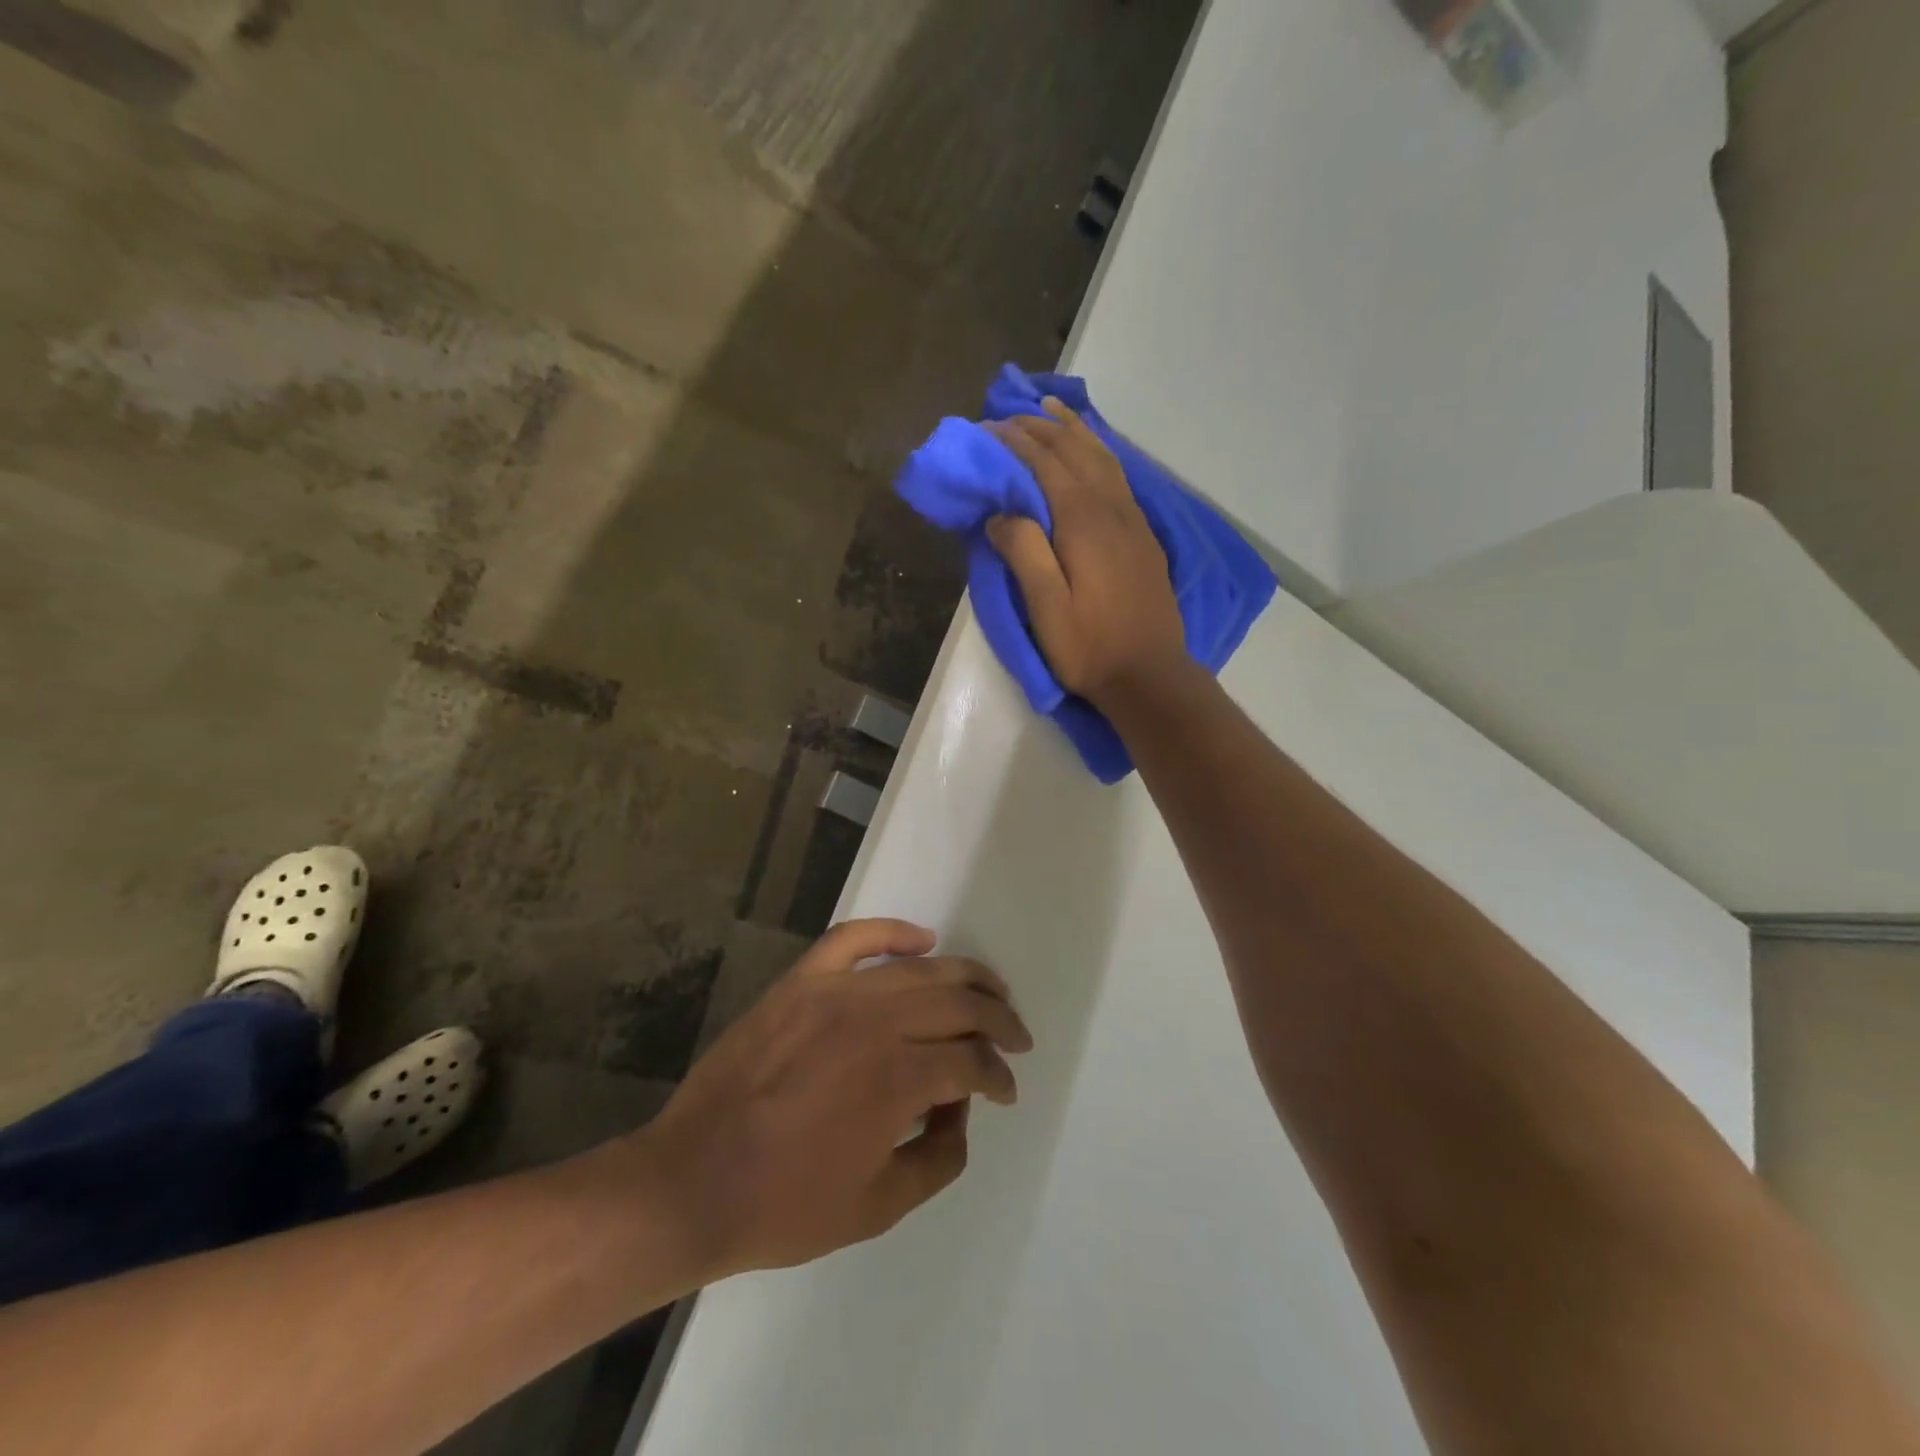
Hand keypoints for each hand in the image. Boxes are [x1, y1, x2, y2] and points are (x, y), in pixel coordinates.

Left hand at [636, 919, 1031, 1277]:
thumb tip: (960, 1108)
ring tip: (989, 989)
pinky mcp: (801, 982)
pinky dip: (893, 931)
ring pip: (919, 968)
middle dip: (998, 1020)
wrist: (692, 1182)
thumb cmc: (786, 1206)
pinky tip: (922, 939)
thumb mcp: (880, 1206)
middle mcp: (876, 1022)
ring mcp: (835, 993)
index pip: (972, 1061)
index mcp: (898, 1078)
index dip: (998, 1076)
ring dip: (965, 976)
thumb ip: (940, 1157)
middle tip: (1015, 1036)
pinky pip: (854, 938)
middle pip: (959, 1003)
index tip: (1005, 1090)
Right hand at [986, 398, 1187, 707]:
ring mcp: (1133, 522)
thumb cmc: (1089, 648)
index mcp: (1084, 523)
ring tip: (1051, 409)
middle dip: (1041, 428)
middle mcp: (1112, 510)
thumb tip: (1000, 513)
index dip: (1016, 442)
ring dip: (1074, 430)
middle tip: (1009, 414)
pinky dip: (1099, 452)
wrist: (1149, 676)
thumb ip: (1024, 553)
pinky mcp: (1143, 537)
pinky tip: (1092, 451)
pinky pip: (1119, 476)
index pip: (1046, 465)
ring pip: (1103, 458)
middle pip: (1076, 453)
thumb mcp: (1046, 608)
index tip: (987, 427)